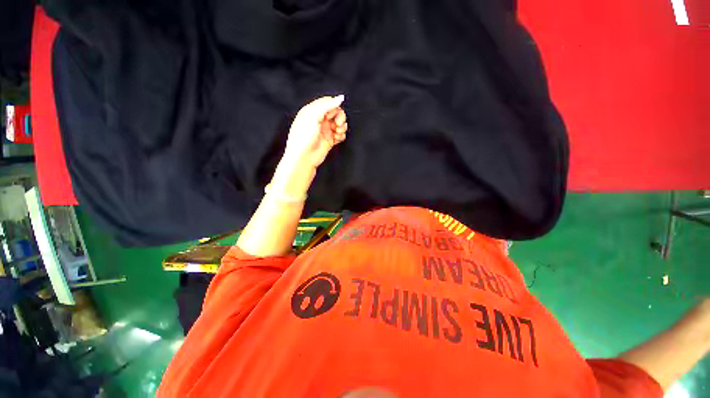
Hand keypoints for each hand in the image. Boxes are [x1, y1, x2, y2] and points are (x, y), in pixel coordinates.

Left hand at [284, 95, 347, 167]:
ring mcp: (325, 130)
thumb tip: (341, 97)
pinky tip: (337, 138)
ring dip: (342, 126)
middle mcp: (319, 120)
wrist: (304, 157)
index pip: (328, 102)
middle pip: (336, 112)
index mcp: (312, 111)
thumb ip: (327, 105)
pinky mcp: (330, 140)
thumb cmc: (304, 137)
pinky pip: (340, 134)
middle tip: (338, 124)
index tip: (333, 114)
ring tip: (338, 132)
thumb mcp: (313, 116)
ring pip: (339, 123)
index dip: (334, 107)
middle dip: (340, 117)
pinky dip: (341, 135)